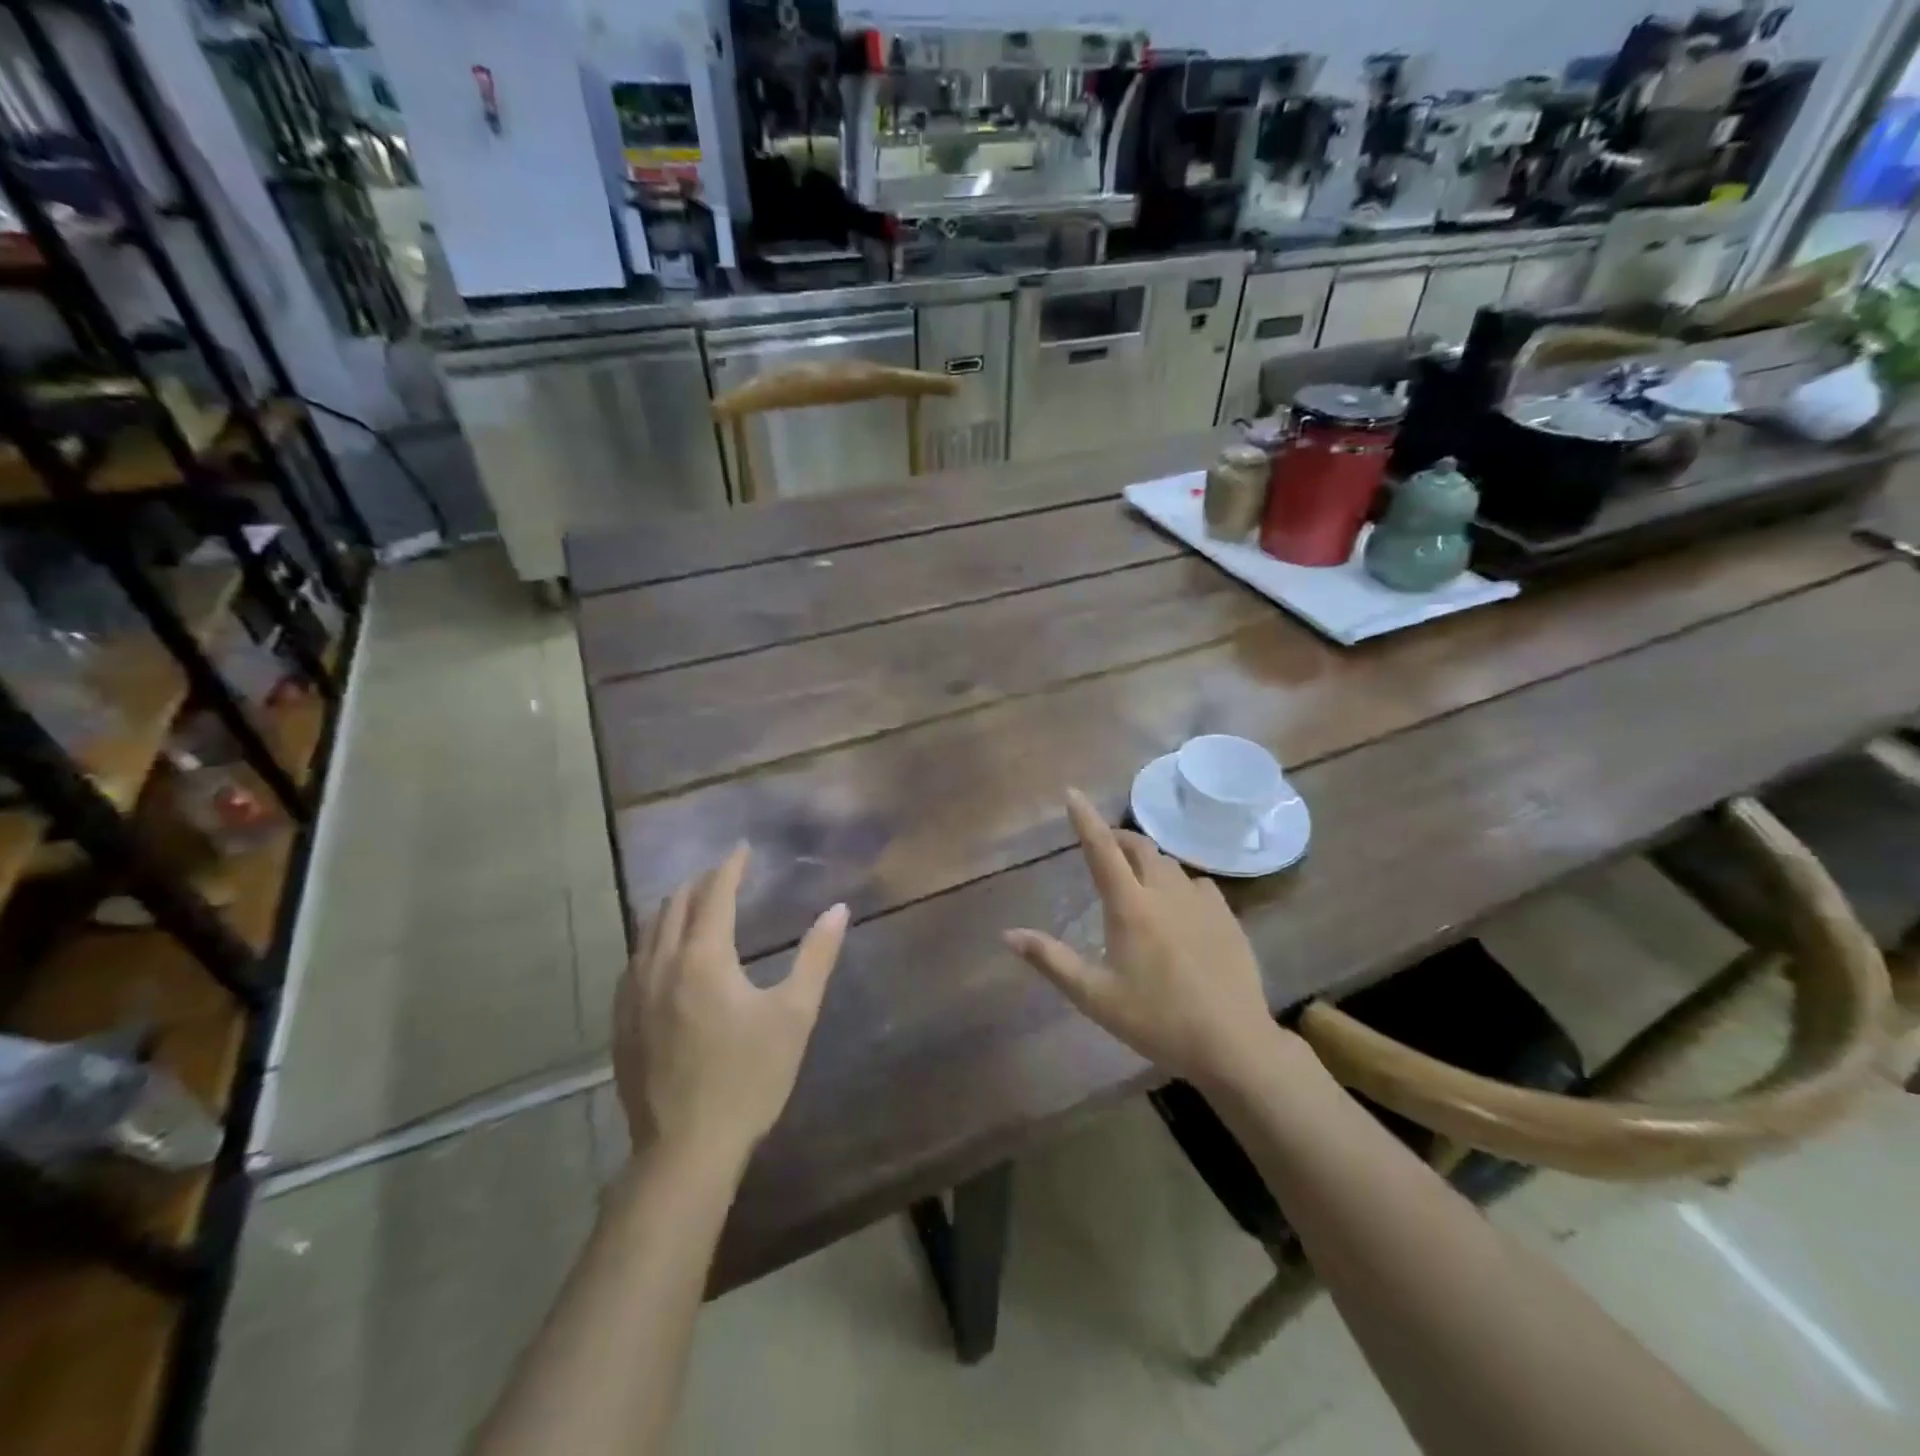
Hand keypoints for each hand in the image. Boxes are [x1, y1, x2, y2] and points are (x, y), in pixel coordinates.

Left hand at [615, 844, 847, 1164]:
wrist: (686, 1149)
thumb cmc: (748, 1077)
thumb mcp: (794, 1014)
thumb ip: (817, 957)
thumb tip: (838, 909)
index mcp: (703, 957)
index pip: (715, 894)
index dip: (730, 867)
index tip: (742, 848)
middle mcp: (661, 965)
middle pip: (675, 906)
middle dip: (700, 883)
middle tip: (723, 874)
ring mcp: (634, 995)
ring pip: (648, 932)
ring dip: (673, 909)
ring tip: (694, 903)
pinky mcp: (622, 1022)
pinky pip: (635, 962)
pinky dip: (654, 941)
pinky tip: (664, 955)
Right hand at [1004, 788, 1279, 1087]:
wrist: (1232, 1043)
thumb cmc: (1156, 1020)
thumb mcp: (1094, 996)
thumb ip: (1051, 960)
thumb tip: (1008, 935)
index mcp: (1130, 907)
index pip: (1101, 850)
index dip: (1085, 819)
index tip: (1072, 792)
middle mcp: (1165, 893)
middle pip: (1140, 847)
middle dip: (1118, 838)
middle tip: (1104, 846)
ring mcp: (1201, 902)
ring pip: (1170, 864)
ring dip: (1148, 861)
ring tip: (1138, 879)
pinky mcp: (1227, 917)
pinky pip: (1198, 884)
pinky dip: (1180, 883)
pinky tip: (1180, 906)